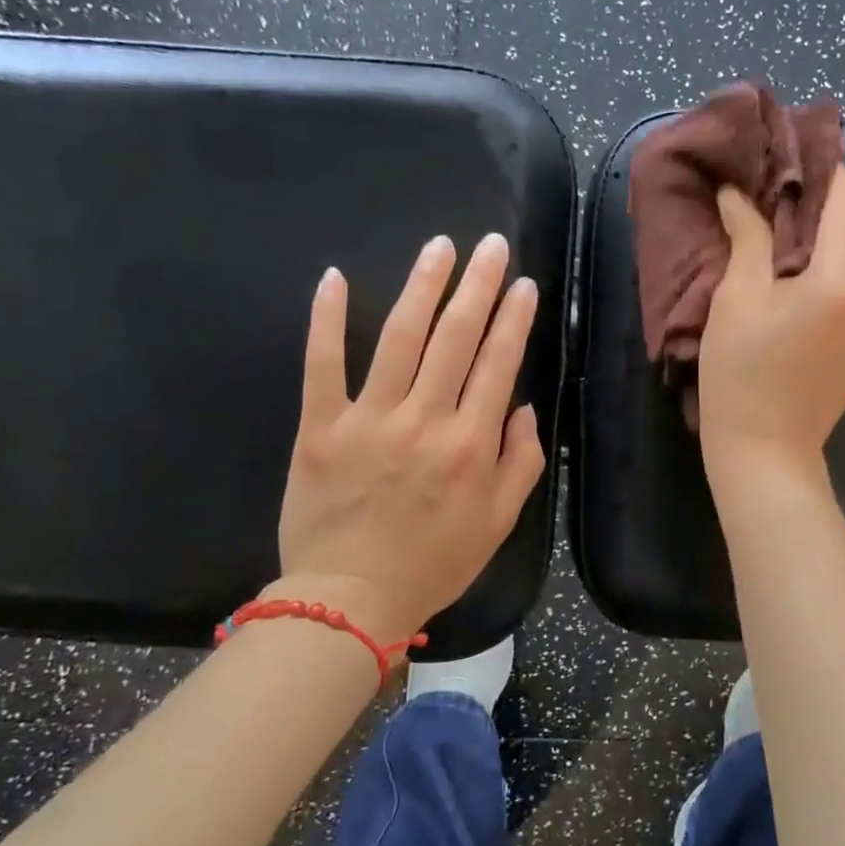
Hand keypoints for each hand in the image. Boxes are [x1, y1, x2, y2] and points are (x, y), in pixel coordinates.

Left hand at [270, 233, 546, 643]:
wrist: (350, 600)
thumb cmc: (433, 564)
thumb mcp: (498, 523)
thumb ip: (520, 462)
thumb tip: (520, 408)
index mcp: (471, 444)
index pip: (498, 364)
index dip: (514, 320)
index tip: (523, 284)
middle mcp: (426, 420)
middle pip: (456, 338)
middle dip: (478, 286)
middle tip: (490, 245)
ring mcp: (370, 419)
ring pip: (400, 338)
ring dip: (422, 286)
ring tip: (440, 247)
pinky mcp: (321, 427)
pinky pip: (323, 364)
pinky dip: (328, 320)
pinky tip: (335, 277)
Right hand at [698, 167, 844, 484]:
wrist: (765, 452)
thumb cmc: (740, 375)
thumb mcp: (737, 299)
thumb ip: (749, 236)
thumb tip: (741, 193)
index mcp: (843, 280)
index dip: (822, 170)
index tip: (790, 154)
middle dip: (825, 203)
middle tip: (779, 193)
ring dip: (834, 237)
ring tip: (789, 233)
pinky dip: (841, 269)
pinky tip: (806, 276)